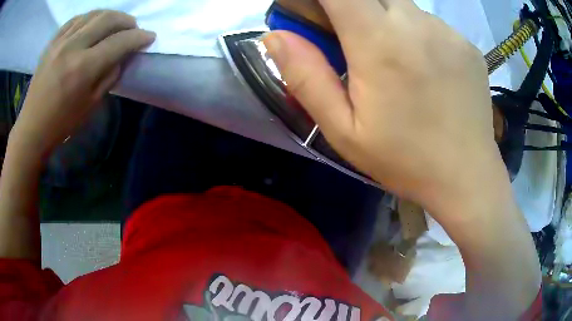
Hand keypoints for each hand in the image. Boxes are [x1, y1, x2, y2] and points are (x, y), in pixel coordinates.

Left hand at [11, 10, 154, 157]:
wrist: (33, 127)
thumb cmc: (62, 123)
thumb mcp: (91, 104)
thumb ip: (109, 76)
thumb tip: (122, 56)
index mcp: (84, 68)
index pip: (119, 42)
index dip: (139, 37)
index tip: (149, 37)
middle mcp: (73, 47)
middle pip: (108, 19)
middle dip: (127, 21)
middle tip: (133, 28)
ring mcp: (61, 41)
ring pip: (93, 14)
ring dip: (110, 15)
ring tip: (115, 23)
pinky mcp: (52, 42)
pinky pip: (75, 19)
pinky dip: (89, 17)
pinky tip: (93, 23)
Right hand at [263, 0, 502, 216]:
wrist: (466, 176)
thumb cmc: (404, 159)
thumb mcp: (343, 130)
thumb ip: (305, 77)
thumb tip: (275, 36)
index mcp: (379, 42)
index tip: (320, 15)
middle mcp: (416, 24)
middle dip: (355, 8)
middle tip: (357, 43)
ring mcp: (448, 32)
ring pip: (404, 7)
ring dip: (389, 22)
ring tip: (397, 63)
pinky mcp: (467, 44)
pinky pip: (432, 25)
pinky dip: (419, 36)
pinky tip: (428, 71)